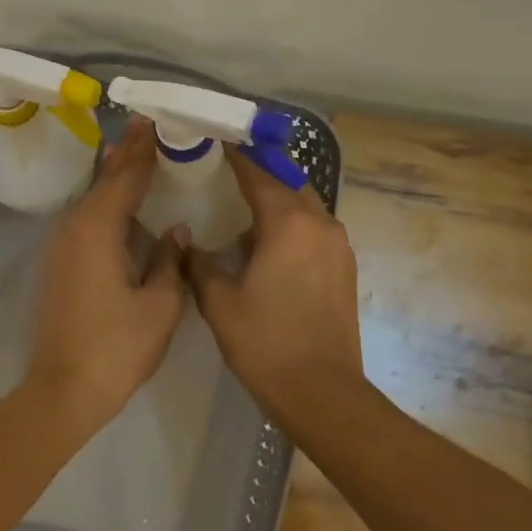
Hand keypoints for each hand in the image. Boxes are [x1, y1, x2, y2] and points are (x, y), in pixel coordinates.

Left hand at [24, 120, 186, 427]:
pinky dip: (106, 204)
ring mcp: (62, 247)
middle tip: (147, 125)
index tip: (155, 119)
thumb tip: (175, 232)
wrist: (64, 389)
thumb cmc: (117, 347)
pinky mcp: (60, 265)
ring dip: (114, 177)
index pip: (125, 176)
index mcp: (98, 229)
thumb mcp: (159, 305)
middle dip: (127, 154)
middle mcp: (73, 228)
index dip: (143, 148)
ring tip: (137, 153)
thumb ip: (170, 262)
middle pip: (104, 181)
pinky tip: (121, 204)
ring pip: (93, 200)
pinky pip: (87, 221)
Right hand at [183, 148, 365, 424]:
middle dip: (261, 175)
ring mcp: (339, 247)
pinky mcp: (344, 269)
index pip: (258, 173)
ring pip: (305, 208)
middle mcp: (321, 224)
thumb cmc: (264, 342)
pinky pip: (315, 232)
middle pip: (289, 183)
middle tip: (228, 173)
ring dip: (278, 204)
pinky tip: (268, 249)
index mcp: (289, 224)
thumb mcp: (219, 302)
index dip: (236, 155)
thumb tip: (186, 242)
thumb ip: (199, 264)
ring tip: (244, 214)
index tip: (217, 138)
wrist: (320, 391)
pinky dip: (292, 228)